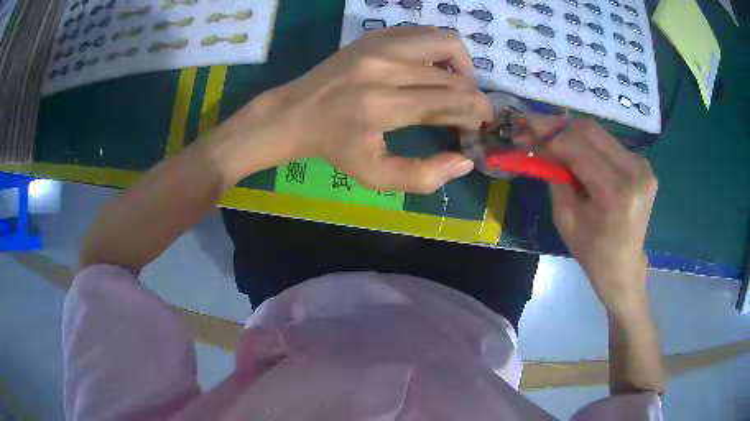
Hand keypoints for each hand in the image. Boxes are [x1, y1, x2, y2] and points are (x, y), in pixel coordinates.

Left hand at [222, 26, 491, 193]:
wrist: (294, 113)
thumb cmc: (334, 147)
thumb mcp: (374, 176)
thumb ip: (422, 176)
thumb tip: (464, 161)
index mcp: (384, 106)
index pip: (451, 102)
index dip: (474, 114)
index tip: (477, 125)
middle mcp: (385, 68)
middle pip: (453, 76)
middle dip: (473, 96)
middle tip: (469, 112)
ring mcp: (379, 45)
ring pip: (445, 42)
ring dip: (462, 66)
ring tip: (457, 85)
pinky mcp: (374, 35)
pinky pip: (423, 33)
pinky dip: (439, 50)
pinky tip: (433, 68)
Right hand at [544, 119, 657, 313]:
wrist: (623, 267)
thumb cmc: (592, 251)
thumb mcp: (565, 218)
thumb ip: (556, 177)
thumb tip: (543, 147)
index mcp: (617, 193)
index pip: (580, 149)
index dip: (553, 140)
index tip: (532, 138)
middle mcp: (635, 173)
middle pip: (592, 132)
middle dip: (563, 132)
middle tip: (544, 139)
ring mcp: (643, 167)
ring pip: (601, 134)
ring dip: (577, 138)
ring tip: (563, 152)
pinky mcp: (644, 166)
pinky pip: (611, 144)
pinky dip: (593, 146)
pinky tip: (584, 161)